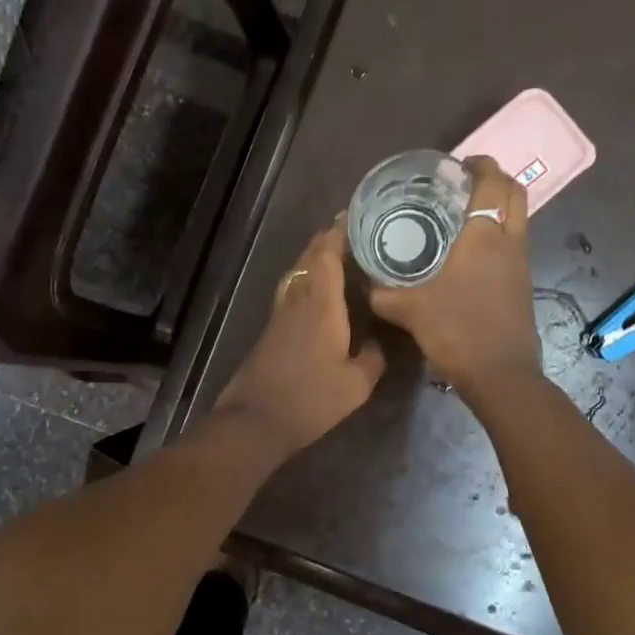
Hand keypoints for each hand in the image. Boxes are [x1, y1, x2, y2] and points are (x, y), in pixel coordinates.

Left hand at [215, 219, 386, 458]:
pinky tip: (322, 293)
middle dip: (329, 240)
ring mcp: (281, 315)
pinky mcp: (272, 330)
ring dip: (316, 259)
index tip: (356, 215)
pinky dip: (309, 280)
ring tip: (341, 256)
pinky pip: (294, 291)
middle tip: (355, 231)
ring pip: (299, 274)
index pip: (327, 254)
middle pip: (310, 258)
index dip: (339, 231)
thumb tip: (379, 341)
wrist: (255, 420)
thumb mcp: (356, 385)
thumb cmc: (310, 399)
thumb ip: (373, 358)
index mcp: (320, 305)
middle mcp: (298, 301)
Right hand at [370, 156, 541, 393]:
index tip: (460, 164)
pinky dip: (498, 236)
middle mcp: (509, 243)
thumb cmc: (456, 331)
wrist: (500, 374)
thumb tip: (365, 284)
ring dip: (498, 209)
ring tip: (464, 216)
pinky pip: (514, 246)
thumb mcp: (409, 310)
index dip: (481, 165)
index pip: (493, 183)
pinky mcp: (523, 286)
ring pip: (518, 220)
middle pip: (516, 194)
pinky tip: (470, 255)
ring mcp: (521, 265)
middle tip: (465, 184)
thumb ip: (383, 294)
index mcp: (484, 237)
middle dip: (496, 180)